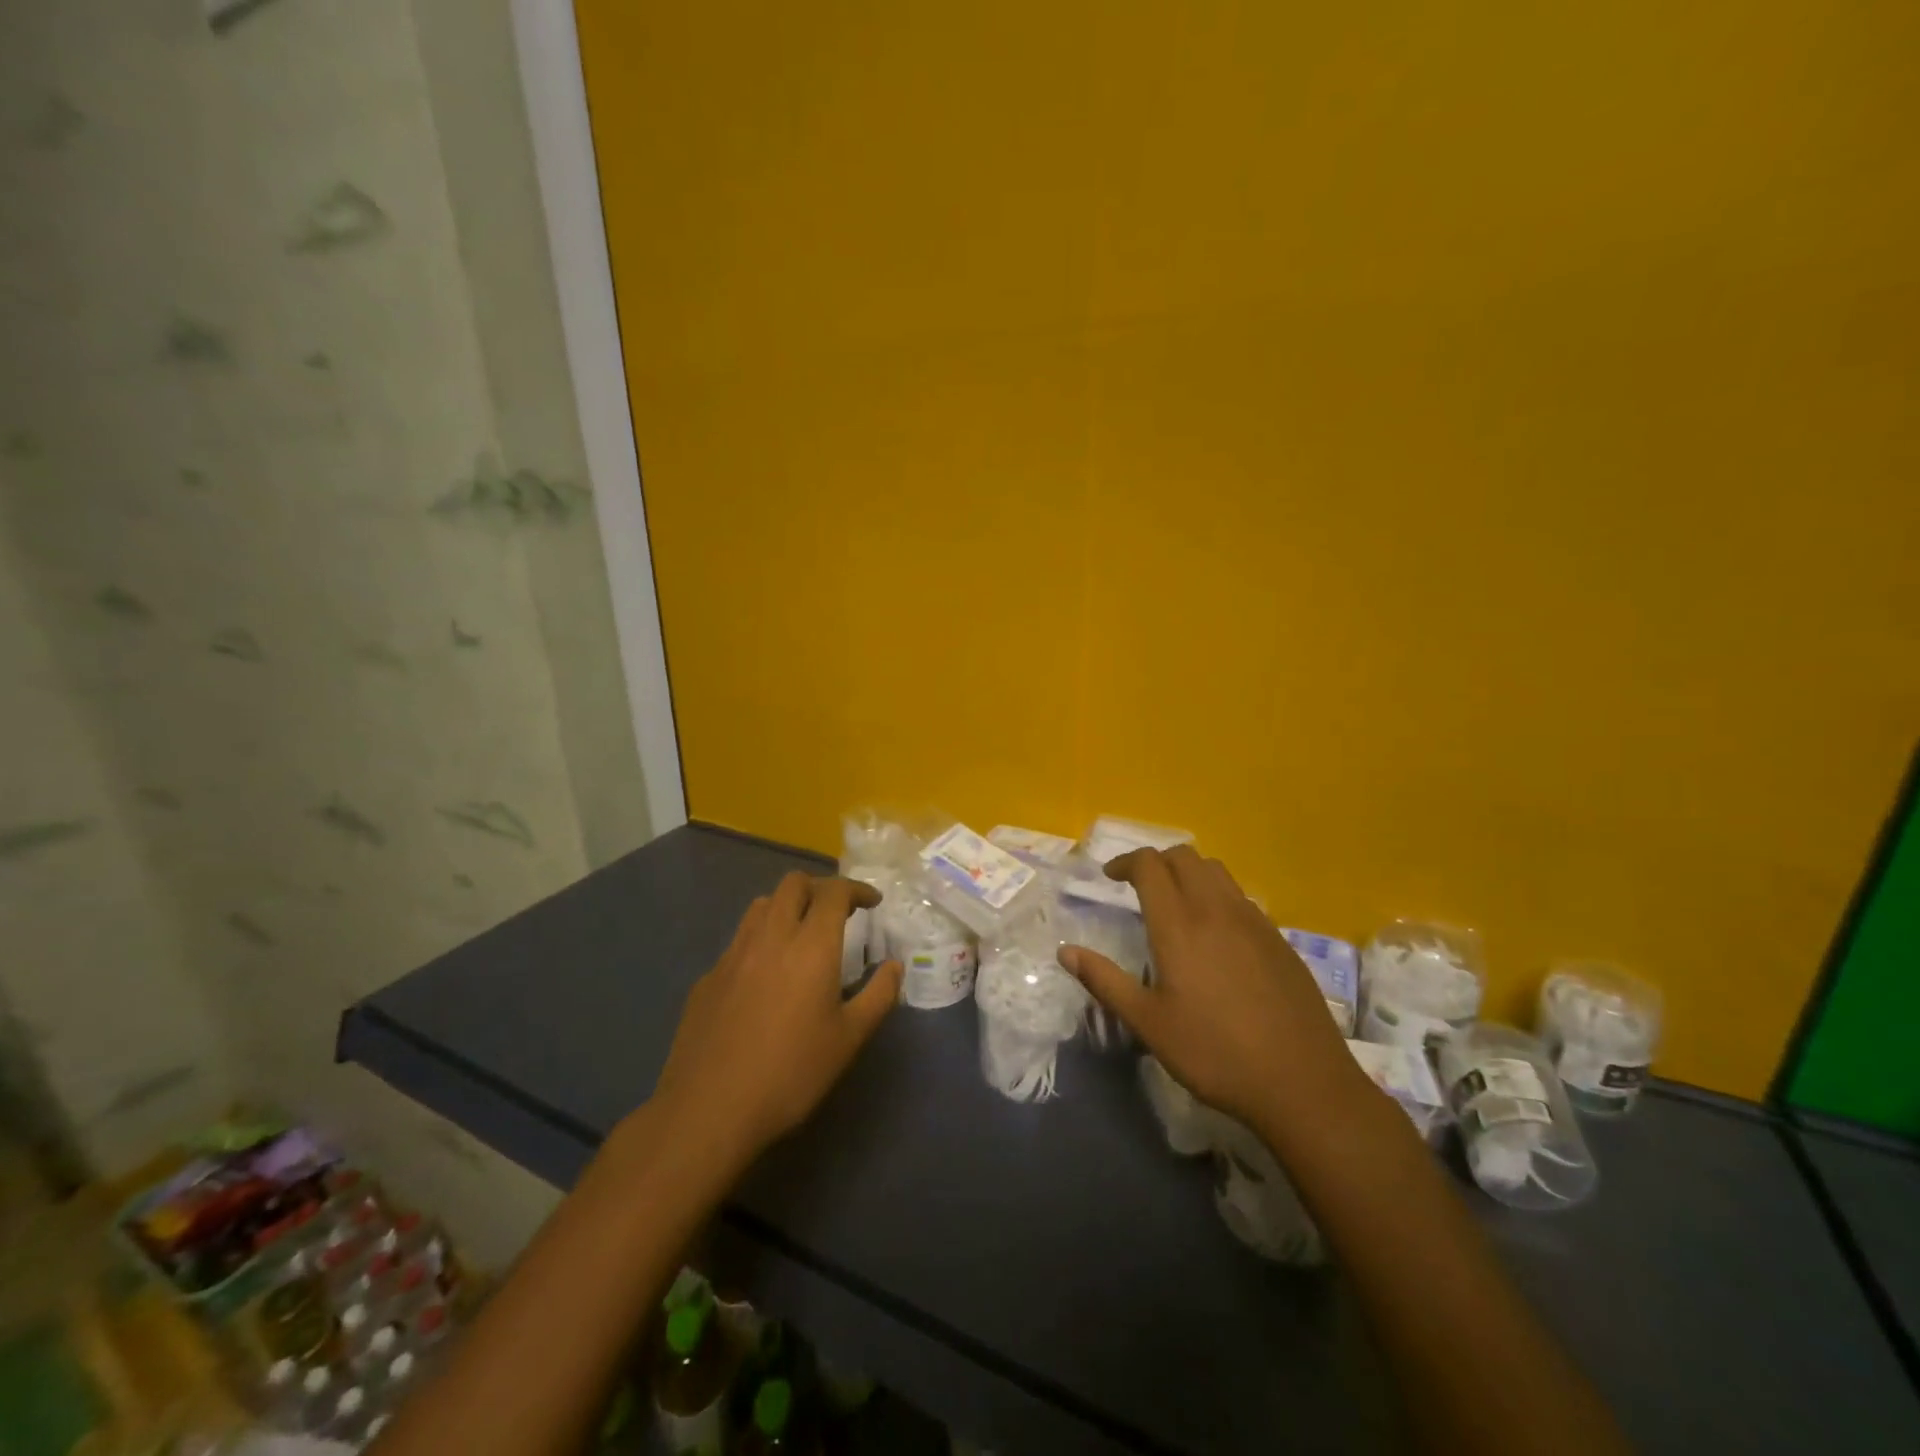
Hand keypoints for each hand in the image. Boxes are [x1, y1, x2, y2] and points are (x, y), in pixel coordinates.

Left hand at [652, 873, 902, 1161]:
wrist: (709, 1110)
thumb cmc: (791, 1073)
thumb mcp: (849, 1039)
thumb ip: (879, 995)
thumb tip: (894, 966)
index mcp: (811, 946)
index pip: (834, 892)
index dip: (857, 889)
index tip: (872, 902)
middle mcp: (771, 937)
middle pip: (794, 884)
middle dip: (820, 888)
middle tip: (838, 913)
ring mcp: (733, 954)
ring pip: (761, 905)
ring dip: (787, 906)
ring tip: (801, 934)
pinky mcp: (708, 977)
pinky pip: (739, 940)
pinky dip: (761, 939)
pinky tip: (765, 975)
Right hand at [1060, 847, 1364, 1136]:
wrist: (1302, 1083)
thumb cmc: (1214, 1053)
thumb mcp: (1148, 1023)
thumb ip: (1104, 981)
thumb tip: (1065, 952)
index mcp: (1180, 925)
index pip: (1150, 865)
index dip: (1126, 862)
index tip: (1110, 877)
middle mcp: (1217, 910)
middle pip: (1185, 857)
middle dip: (1156, 862)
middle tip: (1138, 886)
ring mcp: (1254, 922)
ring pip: (1217, 872)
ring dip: (1189, 873)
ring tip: (1176, 904)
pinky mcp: (1279, 940)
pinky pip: (1241, 898)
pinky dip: (1218, 897)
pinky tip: (1216, 936)